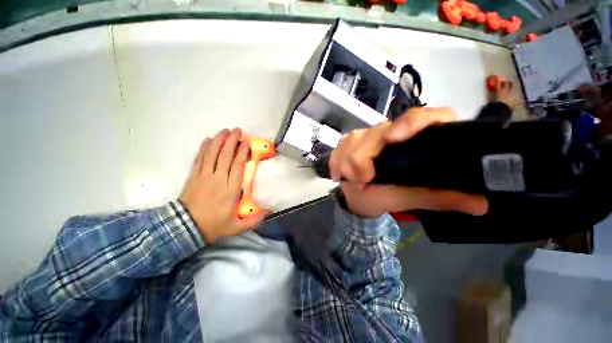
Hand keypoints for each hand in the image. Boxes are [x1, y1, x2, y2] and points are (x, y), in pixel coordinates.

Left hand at [179, 128, 266, 243]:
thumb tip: (270, 210)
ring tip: (224, 131)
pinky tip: (207, 140)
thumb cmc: (214, 225)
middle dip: (231, 141)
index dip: (241, 152)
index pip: (236, 166)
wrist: (185, 228)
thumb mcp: (237, 227)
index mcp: (230, 190)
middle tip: (237, 130)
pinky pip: (199, 159)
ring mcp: (204, 176)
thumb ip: (255, 220)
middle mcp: (218, 180)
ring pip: (211, 154)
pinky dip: (203, 148)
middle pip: (224, 156)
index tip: (245, 143)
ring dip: (218, 141)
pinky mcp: (194, 176)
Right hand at [329, 107, 488, 217]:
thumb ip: (442, 197)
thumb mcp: (414, 198)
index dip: (412, 122)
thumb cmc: (389, 196)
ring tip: (350, 180)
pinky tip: (337, 174)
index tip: (394, 138)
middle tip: (362, 181)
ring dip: (348, 161)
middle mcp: (391, 132)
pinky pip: (339, 147)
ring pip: (354, 139)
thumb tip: (481, 203)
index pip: (424, 116)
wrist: (362, 199)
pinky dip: (336, 161)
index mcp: (415, 140)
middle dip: (363, 158)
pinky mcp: (349, 142)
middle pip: (377, 132)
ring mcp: (367, 136)